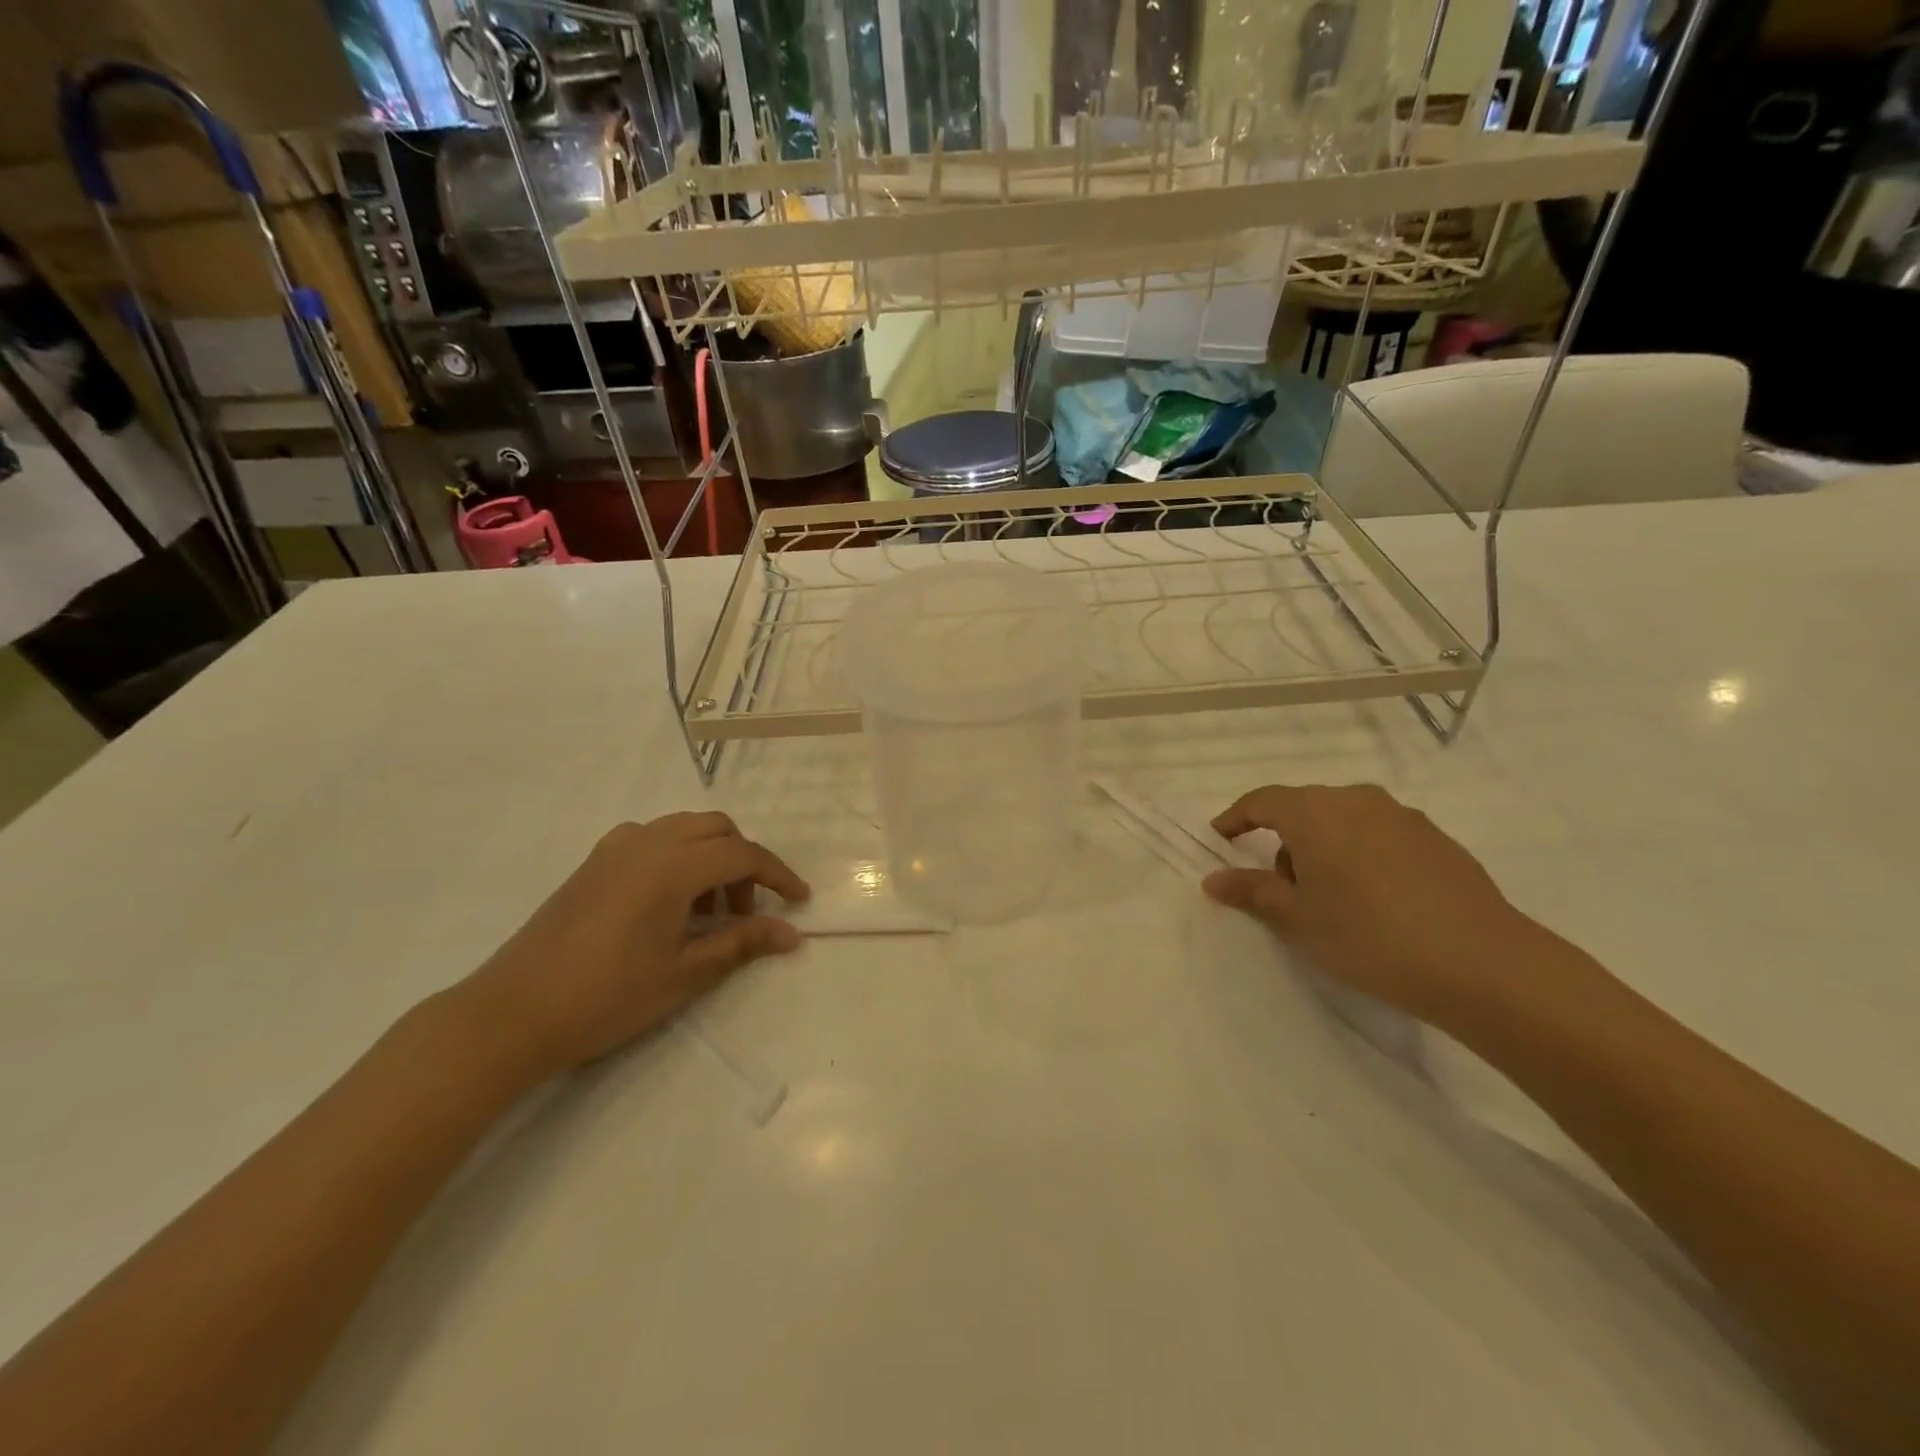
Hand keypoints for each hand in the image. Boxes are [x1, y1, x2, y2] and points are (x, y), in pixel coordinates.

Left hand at [459, 813, 810, 1077]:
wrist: (512, 1013)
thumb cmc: (607, 996)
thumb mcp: (685, 974)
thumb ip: (741, 943)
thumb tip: (791, 933)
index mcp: (673, 865)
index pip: (743, 855)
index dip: (778, 875)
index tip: (800, 900)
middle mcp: (647, 842)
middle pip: (716, 828)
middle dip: (744, 861)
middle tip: (747, 910)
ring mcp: (614, 848)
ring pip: (683, 828)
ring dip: (710, 855)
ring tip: (708, 910)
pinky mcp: (592, 862)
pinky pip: (651, 839)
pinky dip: (676, 855)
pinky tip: (668, 900)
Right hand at [1202, 784, 1549, 1027]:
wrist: (1483, 964)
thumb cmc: (1369, 937)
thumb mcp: (1298, 920)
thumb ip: (1252, 892)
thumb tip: (1214, 878)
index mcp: (1314, 812)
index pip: (1260, 801)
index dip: (1234, 819)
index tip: (1219, 840)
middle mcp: (1356, 800)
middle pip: (1303, 809)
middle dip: (1284, 842)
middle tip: (1283, 891)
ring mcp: (1402, 816)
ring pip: (1343, 821)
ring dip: (1325, 849)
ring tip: (1334, 901)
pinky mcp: (1437, 839)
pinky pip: (1380, 836)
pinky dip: (1362, 856)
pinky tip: (1378, 902)